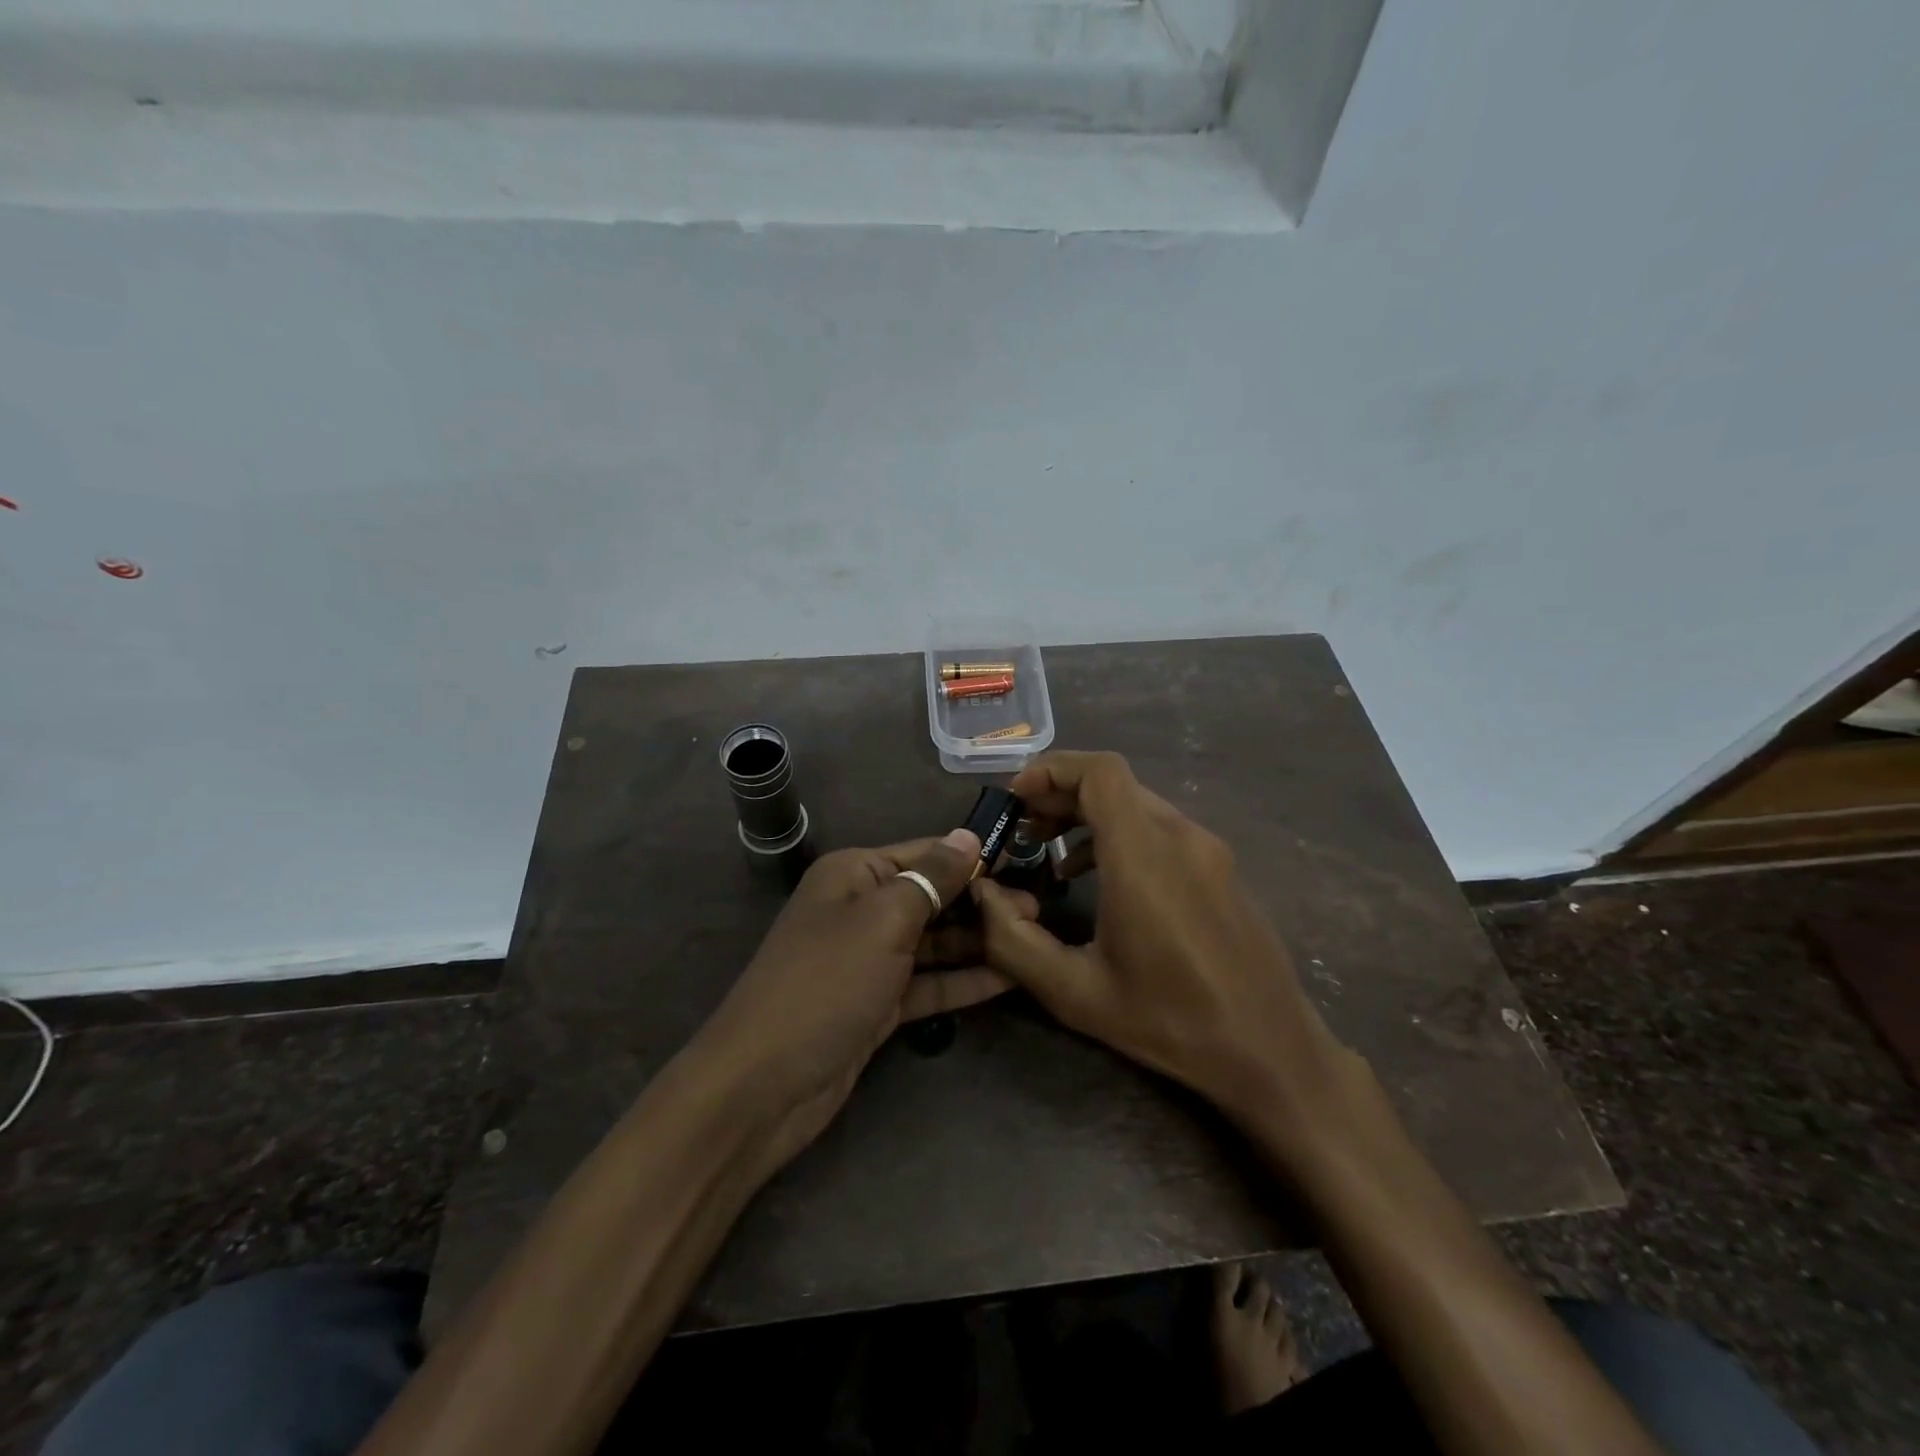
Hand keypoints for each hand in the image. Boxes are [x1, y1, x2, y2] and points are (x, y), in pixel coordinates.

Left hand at [693, 831, 1011, 1173]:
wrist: (764, 1084)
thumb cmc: (827, 982)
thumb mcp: (883, 919)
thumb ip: (931, 878)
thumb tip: (968, 836)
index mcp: (855, 874)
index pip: (925, 853)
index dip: (973, 858)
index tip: (1025, 862)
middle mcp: (862, 908)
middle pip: (932, 897)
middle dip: (981, 902)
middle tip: (1038, 908)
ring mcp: (870, 959)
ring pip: (933, 942)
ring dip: (977, 941)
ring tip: (1032, 939)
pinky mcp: (878, 1004)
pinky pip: (928, 983)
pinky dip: (962, 981)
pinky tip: (1008, 978)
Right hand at [972, 752, 1359, 1142]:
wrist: (1273, 1053)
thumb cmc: (1172, 1023)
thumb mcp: (1076, 993)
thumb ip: (1013, 941)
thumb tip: (981, 895)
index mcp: (1144, 856)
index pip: (1101, 772)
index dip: (1052, 770)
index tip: (1016, 798)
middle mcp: (1181, 837)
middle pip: (1115, 783)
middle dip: (1060, 794)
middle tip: (1022, 826)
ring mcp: (1209, 850)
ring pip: (1138, 803)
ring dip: (1088, 814)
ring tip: (1049, 849)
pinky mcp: (1221, 868)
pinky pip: (1161, 828)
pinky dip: (1119, 833)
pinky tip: (1098, 876)